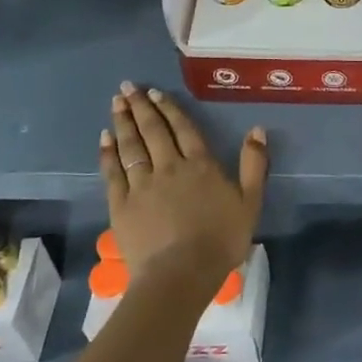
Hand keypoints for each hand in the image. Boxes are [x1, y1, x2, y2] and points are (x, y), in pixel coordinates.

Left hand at [99, 82, 267, 289]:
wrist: (180, 274)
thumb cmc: (221, 240)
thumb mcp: (250, 202)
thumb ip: (253, 164)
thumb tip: (257, 129)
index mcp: (200, 165)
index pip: (183, 129)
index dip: (169, 109)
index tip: (155, 93)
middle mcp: (169, 167)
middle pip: (153, 131)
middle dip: (140, 107)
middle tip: (127, 87)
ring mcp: (141, 185)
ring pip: (131, 146)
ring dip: (123, 123)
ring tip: (116, 103)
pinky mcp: (121, 205)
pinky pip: (113, 172)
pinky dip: (108, 153)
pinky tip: (104, 139)